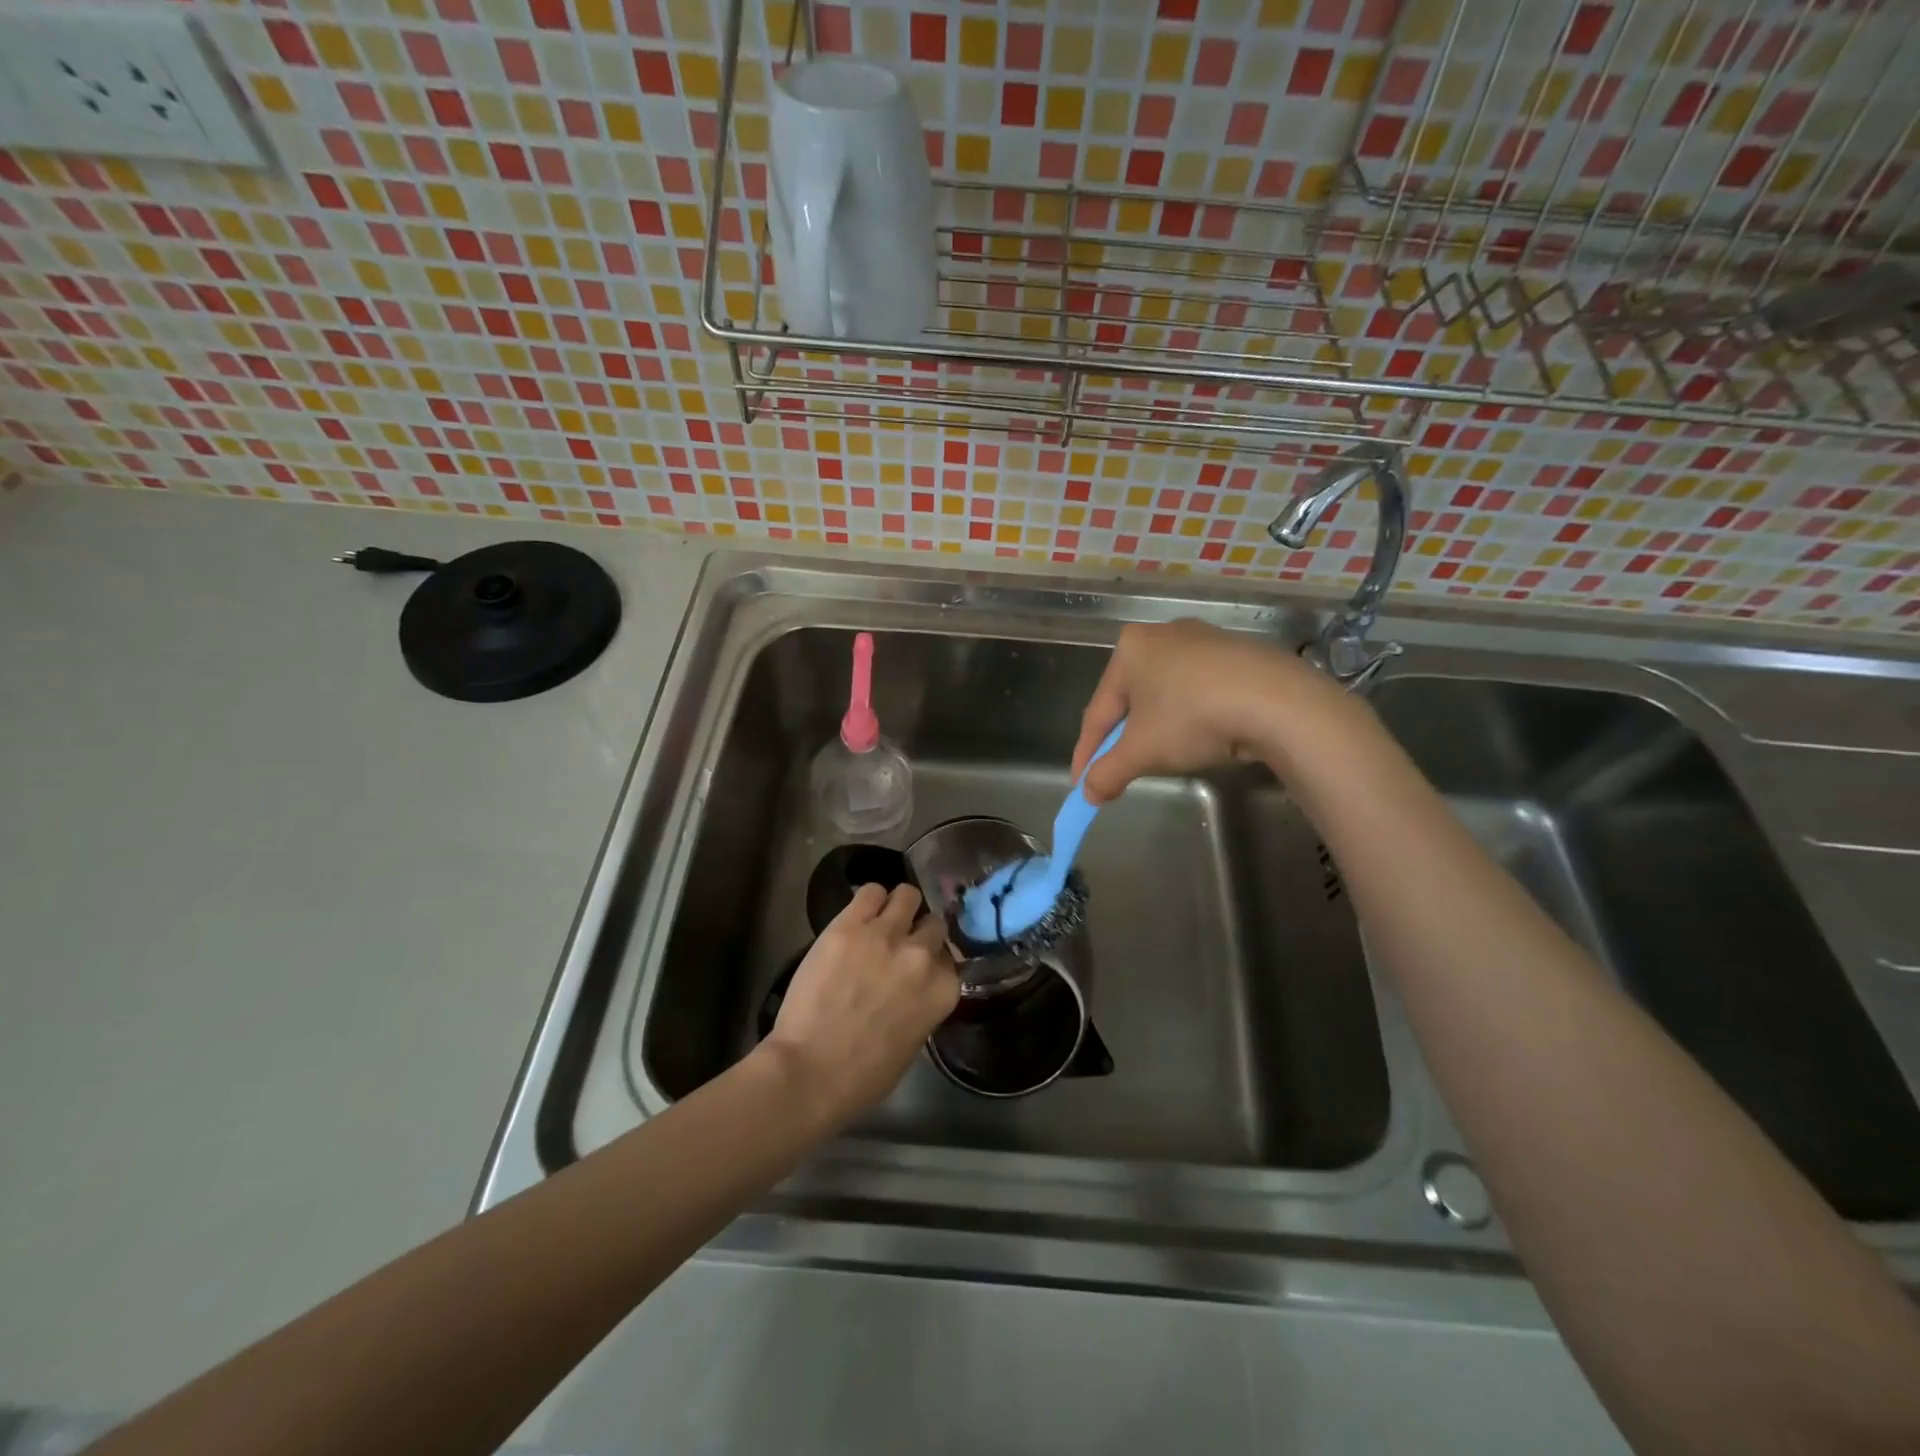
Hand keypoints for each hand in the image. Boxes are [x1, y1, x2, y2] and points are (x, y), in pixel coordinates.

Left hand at [763, 883, 958, 1127]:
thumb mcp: (913, 1043)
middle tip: (897, 944)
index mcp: (943, 990)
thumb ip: (922, 1005)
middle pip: (933, 923)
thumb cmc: (863, 1076)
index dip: (932, 960)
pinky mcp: (850, 924)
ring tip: (880, 920)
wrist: (810, 1071)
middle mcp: (922, 955)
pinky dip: (868, 900)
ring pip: (907, 895)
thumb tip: (914, 988)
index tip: (917, 967)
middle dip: (918, 932)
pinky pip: (870, 891)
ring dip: (897, 907)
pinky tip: (858, 916)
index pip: (949, 957)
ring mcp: (886, 934)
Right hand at [1070, 620, 1356, 803]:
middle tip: (1121, 771)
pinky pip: (1200, 691)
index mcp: (1129, 648)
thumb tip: (1088, 794)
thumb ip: (1107, 772)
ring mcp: (1204, 640)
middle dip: (1123, 739)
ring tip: (1161, 758)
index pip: (1098, 711)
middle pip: (1132, 700)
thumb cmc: (1192, 718)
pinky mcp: (1239, 654)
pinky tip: (1202, 737)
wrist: (1278, 702)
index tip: (1082, 783)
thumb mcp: (1141, 752)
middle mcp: (1163, 634)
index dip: (1087, 752)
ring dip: (1158, 728)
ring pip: (1167, 694)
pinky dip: (1192, 717)